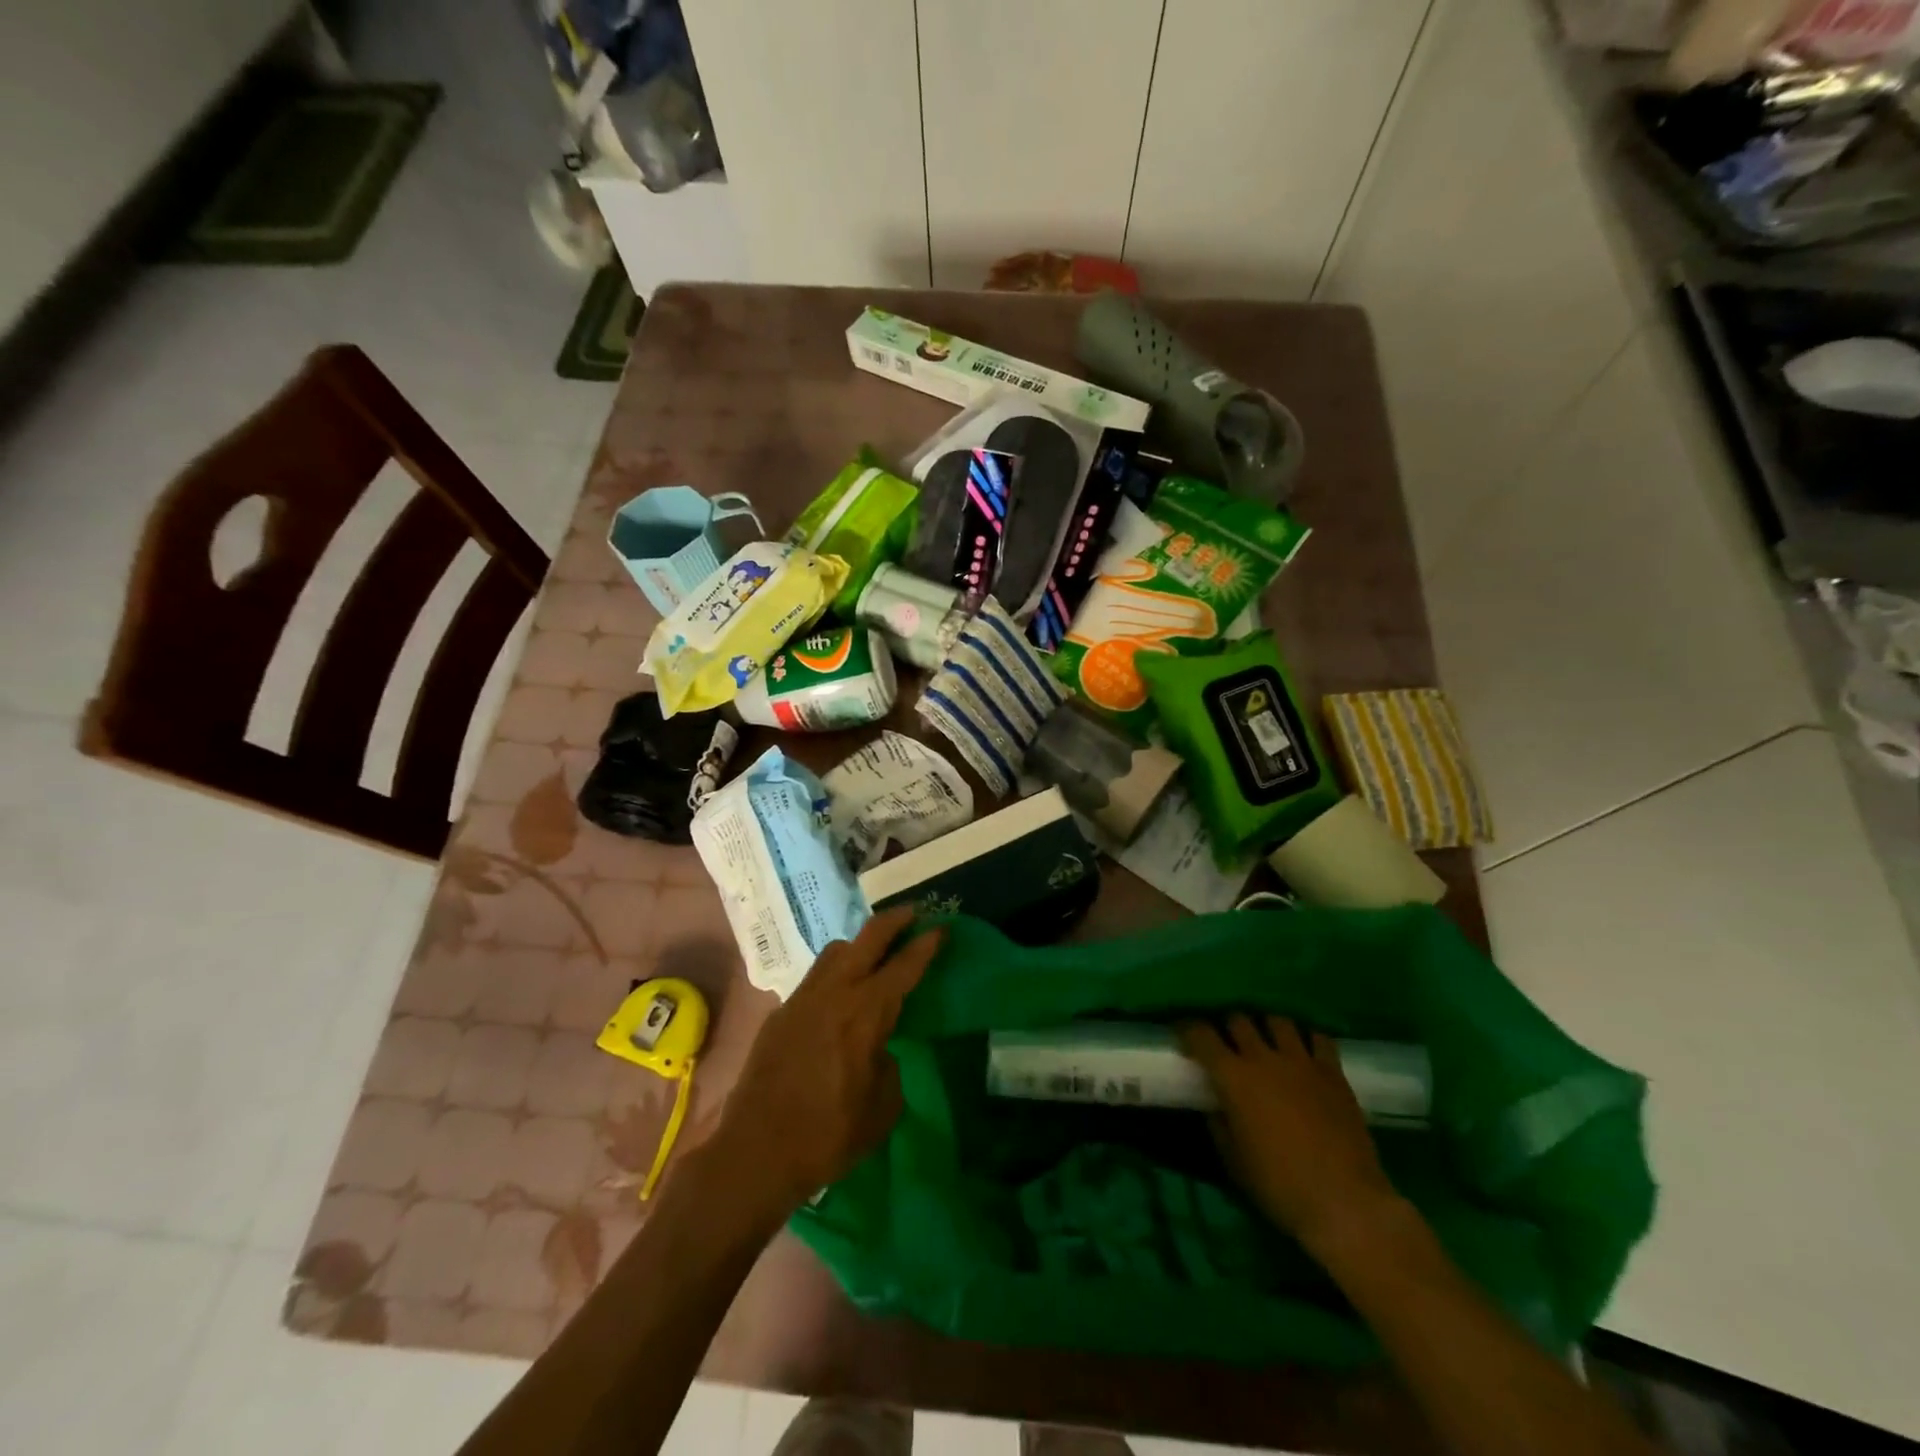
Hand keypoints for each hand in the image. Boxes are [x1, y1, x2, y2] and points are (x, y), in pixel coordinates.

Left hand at [710, 906, 942, 1217]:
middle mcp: (834, 993)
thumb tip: (878, 1051)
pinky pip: (815, 977)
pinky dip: (835, 972)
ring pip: (835, 951)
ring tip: (874, 953)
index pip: (903, 966)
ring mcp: (802, 998)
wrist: (756, 1153)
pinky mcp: (780, 1013)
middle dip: (893, 921)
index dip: (926, 945)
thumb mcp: (882, 1108)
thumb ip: (888, 1066)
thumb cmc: (829, 1134)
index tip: (942, 927)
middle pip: (867, 938)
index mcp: (865, 1013)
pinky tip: (839, 995)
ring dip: (860, 944)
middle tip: (913, 913)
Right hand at [1180, 1014, 1403, 1256]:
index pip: (1201, 1035)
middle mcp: (1264, 1058)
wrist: (1345, 1203)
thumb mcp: (1234, 1162)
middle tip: (1228, 1044)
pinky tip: (1306, 1054)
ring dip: (1267, 1028)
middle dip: (1228, 1028)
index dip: (1188, 1029)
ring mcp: (1302, 1062)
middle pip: (1239, 1020)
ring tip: (1268, 1043)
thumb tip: (1215, 1105)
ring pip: (1278, 1021)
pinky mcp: (1333, 1073)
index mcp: (1234, 1078)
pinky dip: (1307, 1040)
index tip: (1184, 1034)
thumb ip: (1219, 1125)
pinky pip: (1319, 1038)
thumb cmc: (1280, 1187)